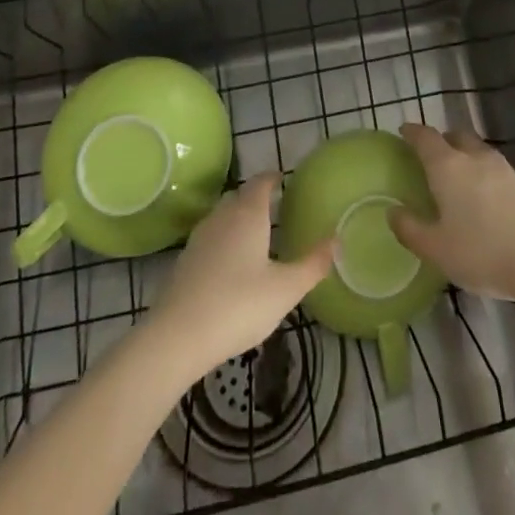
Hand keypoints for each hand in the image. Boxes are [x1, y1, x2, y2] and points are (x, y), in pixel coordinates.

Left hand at [145, 173, 334, 378]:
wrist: (178, 336)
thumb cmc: (239, 305)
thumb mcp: (285, 289)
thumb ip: (312, 264)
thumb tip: (337, 239)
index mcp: (248, 213)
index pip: (261, 182)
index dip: (273, 178)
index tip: (283, 180)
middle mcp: (222, 216)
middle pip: (240, 196)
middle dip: (256, 197)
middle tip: (274, 207)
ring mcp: (200, 237)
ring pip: (222, 216)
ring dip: (238, 218)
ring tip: (254, 235)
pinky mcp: (185, 261)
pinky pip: (210, 238)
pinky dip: (223, 241)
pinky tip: (230, 264)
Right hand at [389, 123, 514, 304]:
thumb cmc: (483, 252)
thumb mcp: (438, 250)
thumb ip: (412, 230)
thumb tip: (393, 213)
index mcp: (447, 166)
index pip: (425, 137)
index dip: (412, 132)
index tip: (403, 131)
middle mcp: (474, 157)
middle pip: (455, 136)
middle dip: (442, 140)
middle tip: (432, 156)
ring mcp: (503, 167)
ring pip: (478, 151)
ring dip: (466, 157)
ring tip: (459, 179)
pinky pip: (496, 170)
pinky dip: (485, 176)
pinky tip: (487, 200)